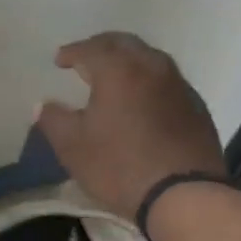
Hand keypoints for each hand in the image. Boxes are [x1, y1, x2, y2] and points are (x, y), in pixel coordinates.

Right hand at [37, 31, 225, 219]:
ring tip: (114, 78)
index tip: (59, 60)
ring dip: (128, 62)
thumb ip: (53, 120)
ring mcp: (180, 86)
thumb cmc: (119, 166)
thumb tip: (43, 105)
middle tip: (86, 59)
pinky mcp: (197, 108)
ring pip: (150, 60)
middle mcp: (152, 68)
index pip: (91, 48)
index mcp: (119, 70)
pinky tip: (142, 101)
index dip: (72, 51)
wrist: (184, 196)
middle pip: (125, 44)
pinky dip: (149, 82)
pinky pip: (167, 82)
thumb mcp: (72, 146)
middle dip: (102, 47)